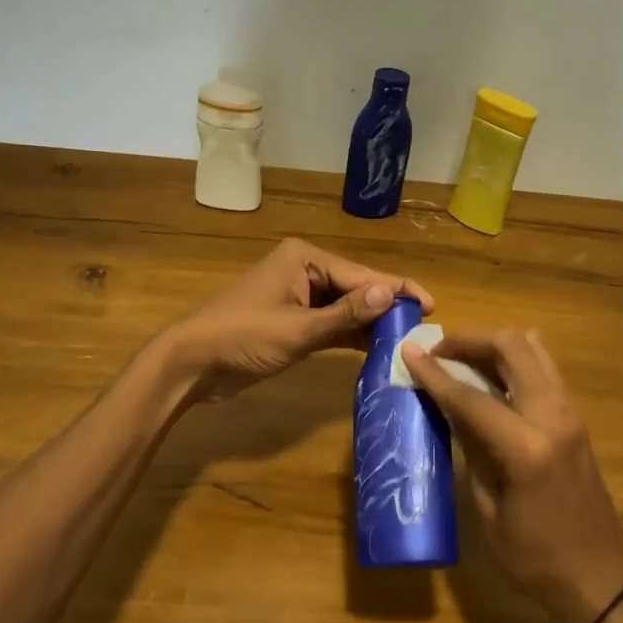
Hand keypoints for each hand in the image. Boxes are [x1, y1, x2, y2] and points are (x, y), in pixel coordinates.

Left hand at [162, 238, 433, 402]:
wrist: (192, 363)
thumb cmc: (243, 338)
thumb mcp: (298, 329)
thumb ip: (346, 314)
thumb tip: (392, 293)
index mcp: (305, 259)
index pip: (361, 274)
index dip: (397, 290)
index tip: (430, 305)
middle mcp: (305, 270)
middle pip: (356, 288)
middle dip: (386, 307)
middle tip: (422, 327)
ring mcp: (298, 296)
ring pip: (345, 307)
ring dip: (370, 323)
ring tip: (406, 340)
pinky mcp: (293, 320)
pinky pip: (330, 323)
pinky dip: (350, 335)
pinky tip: (376, 348)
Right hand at [402, 330, 622, 622]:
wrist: (603, 579)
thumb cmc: (536, 559)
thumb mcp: (489, 509)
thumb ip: (470, 448)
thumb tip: (448, 406)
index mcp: (527, 447)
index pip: (471, 396)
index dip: (434, 372)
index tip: (407, 351)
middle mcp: (553, 415)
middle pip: (511, 346)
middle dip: (469, 340)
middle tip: (438, 352)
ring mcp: (570, 411)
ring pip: (532, 347)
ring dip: (493, 344)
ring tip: (461, 359)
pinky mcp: (575, 415)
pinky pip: (542, 367)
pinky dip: (512, 359)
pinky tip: (489, 377)